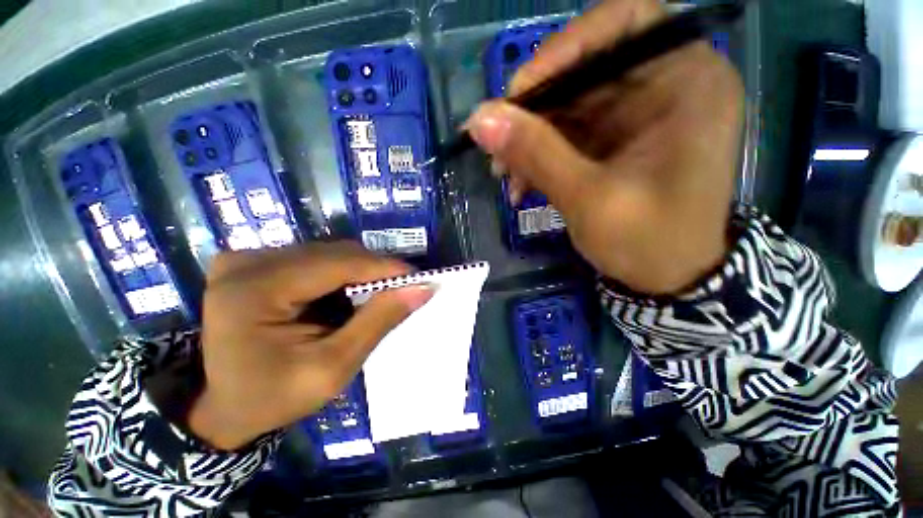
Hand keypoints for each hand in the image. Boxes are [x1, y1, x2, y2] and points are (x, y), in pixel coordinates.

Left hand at [188, 242, 431, 449]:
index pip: (338, 264)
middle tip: (400, 292)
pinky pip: (315, 258)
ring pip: (328, 253)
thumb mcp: (333, 367)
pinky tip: (343, 296)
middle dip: (373, 272)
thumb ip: (378, 321)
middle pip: (334, 253)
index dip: (384, 268)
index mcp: (254, 291)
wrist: (224, 406)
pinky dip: (340, 274)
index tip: (418, 277)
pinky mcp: (252, 263)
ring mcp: (247, 259)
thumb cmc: (274, 397)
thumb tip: (421, 288)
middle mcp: (247, 263)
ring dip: (358, 273)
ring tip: (371, 299)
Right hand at [467, 0, 743, 294]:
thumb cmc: (648, 243)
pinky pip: (567, 133)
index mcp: (687, 82)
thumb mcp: (588, 199)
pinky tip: (520, 185)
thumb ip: (535, 154)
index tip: (519, 94)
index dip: (565, 48)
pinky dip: (539, 156)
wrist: (667, 279)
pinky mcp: (615, 139)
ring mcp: (637, 114)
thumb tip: (479, 119)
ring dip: (529, 141)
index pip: (624, 23)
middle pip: (585, 69)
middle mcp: (665, 85)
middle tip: (496, 148)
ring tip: (504, 177)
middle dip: (533, 111)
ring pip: (567, 106)